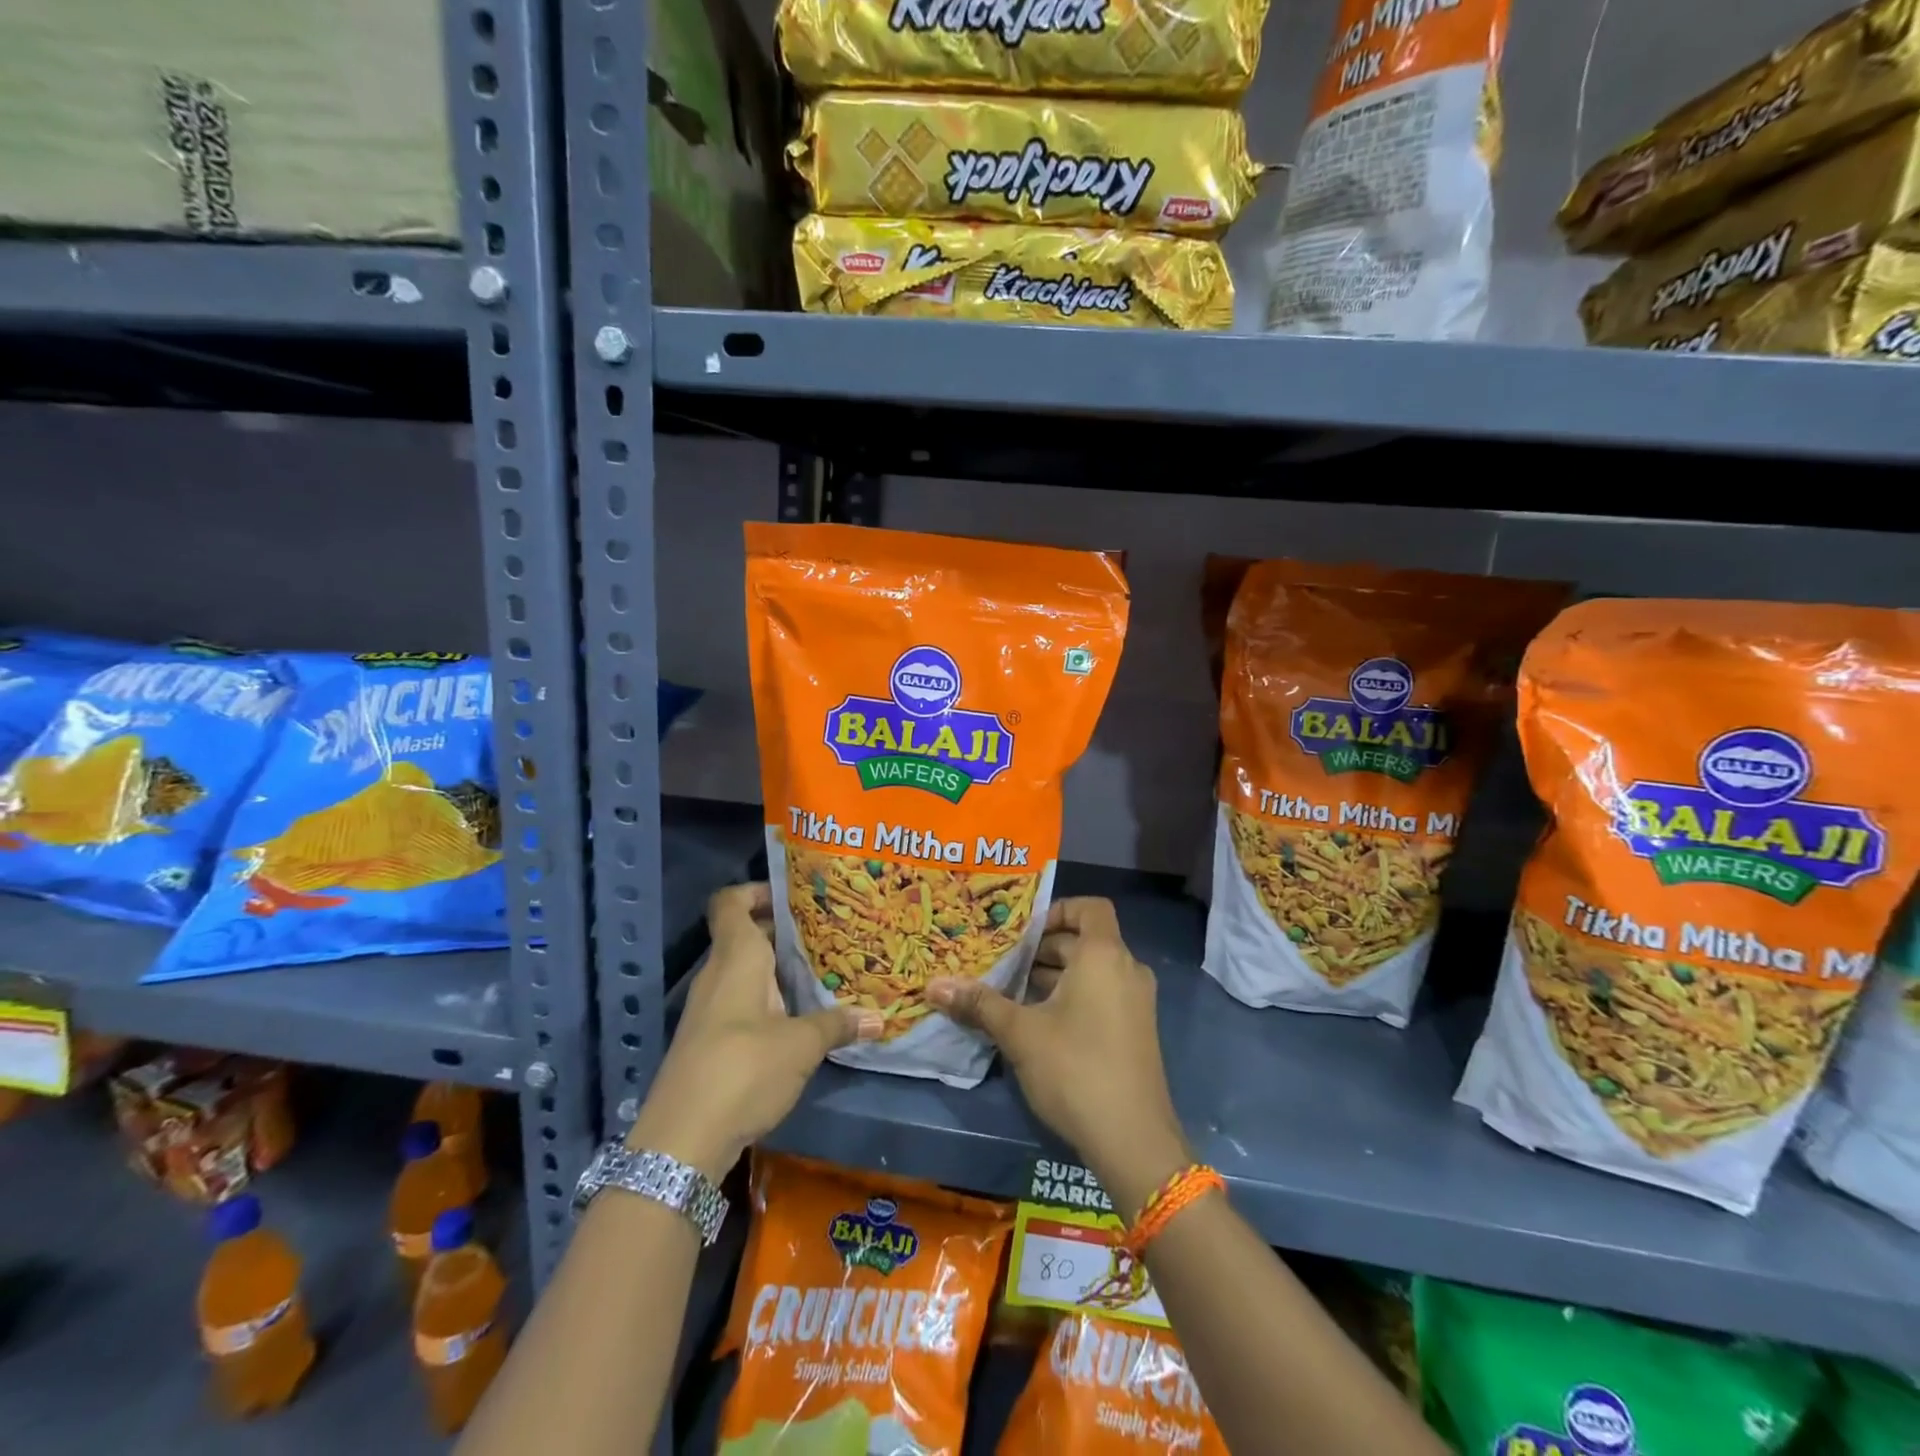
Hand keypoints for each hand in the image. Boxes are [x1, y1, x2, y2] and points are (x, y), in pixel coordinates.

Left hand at [626, 883, 880, 1179]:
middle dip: (784, 932)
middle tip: (828, 933)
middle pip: (745, 935)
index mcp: (736, 959)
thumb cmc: (743, 1070)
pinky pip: (742, 1002)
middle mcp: (718, 975)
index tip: (795, 896)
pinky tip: (800, 1017)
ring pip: (746, 971)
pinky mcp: (710, 1040)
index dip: (758, 891)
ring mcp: (710, 1009)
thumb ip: (837, 1024)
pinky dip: (769, 999)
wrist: (681, 1143)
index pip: (731, 903)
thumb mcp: (801, 1045)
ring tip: (823, 972)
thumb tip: (879, 1017)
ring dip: (779, 970)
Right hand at [928, 897, 1191, 1219]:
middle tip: (1003, 963)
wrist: (1133, 1140)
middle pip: (1085, 941)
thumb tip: (934, 985)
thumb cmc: (1075, 1069)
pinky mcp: (1136, 1031)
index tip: (1023, 933)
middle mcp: (1127, 970)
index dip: (1057, 911)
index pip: (1089, 908)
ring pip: (1092, 971)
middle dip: (1043, 950)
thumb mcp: (1020, 1033)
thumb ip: (980, 1004)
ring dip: (1054, 976)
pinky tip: (1038, 1024)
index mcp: (1104, 956)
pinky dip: (1073, 997)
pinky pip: (1102, 995)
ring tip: (1011, 993)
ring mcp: (1136, 1002)